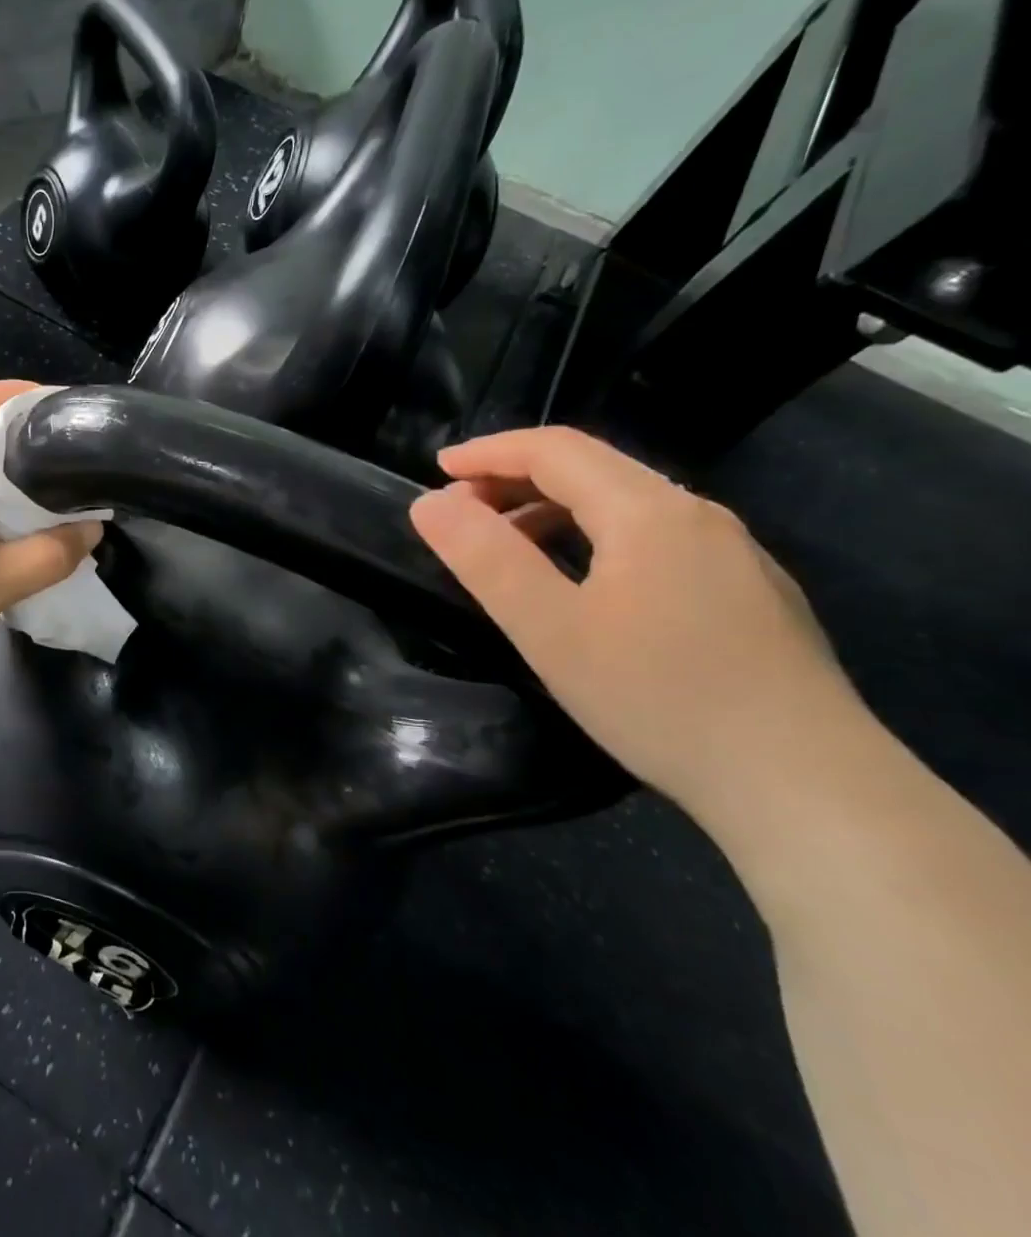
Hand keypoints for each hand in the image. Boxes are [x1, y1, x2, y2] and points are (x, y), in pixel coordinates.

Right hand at [408, 426, 868, 810]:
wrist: (807, 787)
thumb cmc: (659, 698)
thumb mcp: (549, 629)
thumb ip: (486, 558)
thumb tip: (430, 503)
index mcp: (649, 512)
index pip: (556, 450)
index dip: (489, 452)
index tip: (437, 469)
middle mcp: (699, 515)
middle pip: (594, 469)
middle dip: (517, 478)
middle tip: (461, 514)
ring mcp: (735, 555)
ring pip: (627, 505)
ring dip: (555, 511)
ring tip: (510, 551)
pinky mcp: (751, 594)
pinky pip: (656, 539)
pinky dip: (597, 539)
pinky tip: (586, 588)